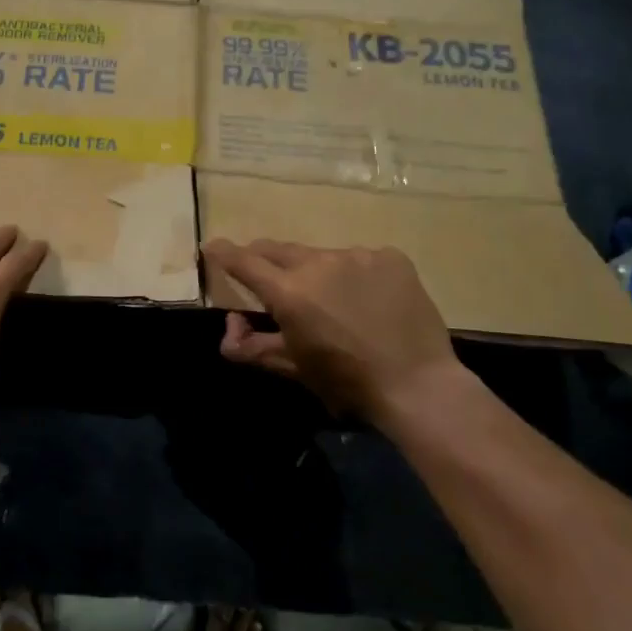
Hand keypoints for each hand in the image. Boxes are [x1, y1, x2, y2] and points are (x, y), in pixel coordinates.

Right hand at [202, 239, 468, 422]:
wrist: (418, 384)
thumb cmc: (347, 381)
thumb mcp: (293, 367)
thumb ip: (251, 348)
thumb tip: (229, 329)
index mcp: (289, 291)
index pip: (245, 261)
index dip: (225, 253)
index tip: (212, 246)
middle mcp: (318, 262)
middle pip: (279, 250)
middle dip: (265, 259)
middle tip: (268, 277)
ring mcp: (357, 255)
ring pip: (322, 255)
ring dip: (315, 271)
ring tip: (333, 300)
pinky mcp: (390, 257)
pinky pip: (360, 259)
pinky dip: (355, 274)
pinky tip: (369, 300)